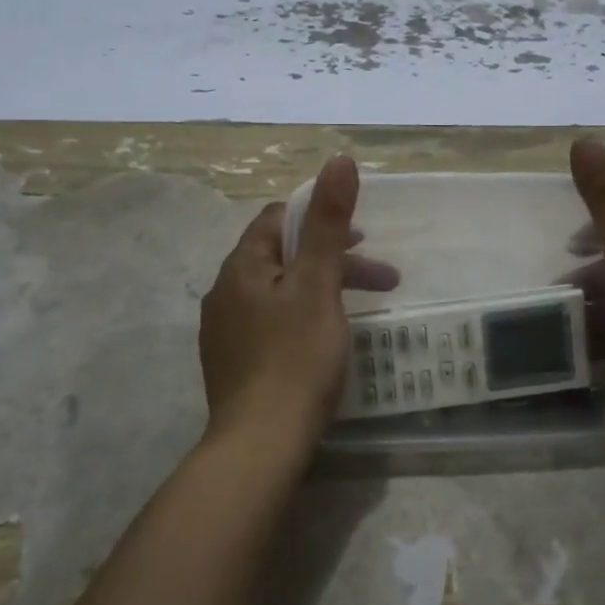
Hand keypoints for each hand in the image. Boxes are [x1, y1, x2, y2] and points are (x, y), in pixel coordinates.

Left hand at [198, 154, 397, 442]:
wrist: (260, 444)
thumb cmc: (295, 357)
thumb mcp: (318, 284)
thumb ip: (328, 222)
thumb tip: (337, 160)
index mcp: (242, 267)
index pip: (276, 220)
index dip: (319, 219)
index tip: (359, 237)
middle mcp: (224, 293)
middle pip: (281, 258)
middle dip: (332, 260)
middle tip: (380, 277)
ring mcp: (224, 332)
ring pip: (278, 292)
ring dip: (321, 291)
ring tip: (361, 313)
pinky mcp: (233, 364)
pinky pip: (270, 323)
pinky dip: (302, 318)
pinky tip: (323, 342)